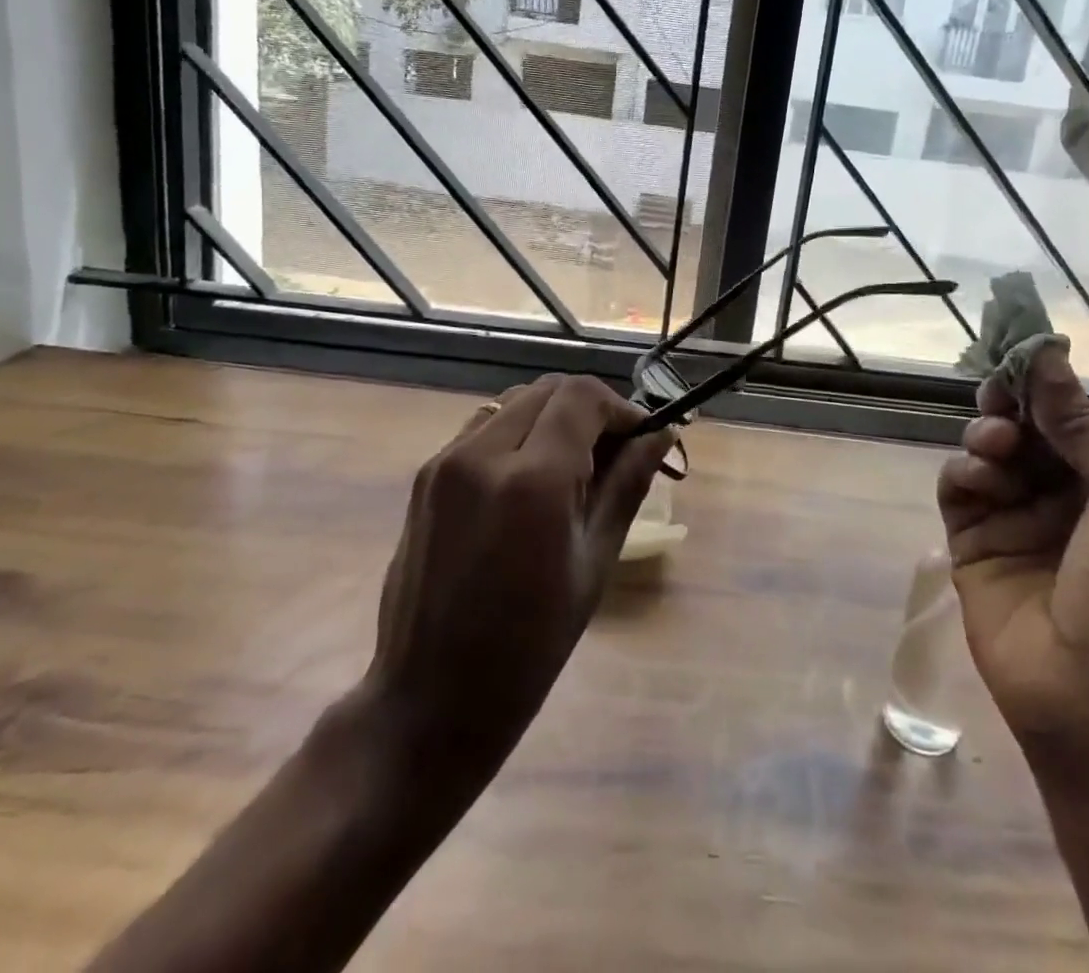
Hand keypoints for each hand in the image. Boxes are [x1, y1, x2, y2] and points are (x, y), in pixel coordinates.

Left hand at [362, 374, 673, 771]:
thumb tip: (663, 434)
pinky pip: (482, 427)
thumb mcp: (594, 562)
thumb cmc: (530, 645)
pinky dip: (517, 432)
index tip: (642, 437)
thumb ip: (628, 484)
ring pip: (515, 402)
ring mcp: (445, 461)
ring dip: (552, 417)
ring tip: (573, 467)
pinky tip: (528, 479)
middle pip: (548, 390)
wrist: (431, 699)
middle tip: (613, 455)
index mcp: (532, 480)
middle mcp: (482, 454)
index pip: (582, 397)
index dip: (621, 407)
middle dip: (590, 410)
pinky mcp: (425, 475)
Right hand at [937, 346, 1088, 763]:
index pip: (1070, 416)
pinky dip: (964, 471)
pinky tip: (980, 478)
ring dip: (988, 435)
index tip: (1016, 350)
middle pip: (1023, 427)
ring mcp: (1015, 519)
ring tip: (997, 447)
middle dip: (1010, 404)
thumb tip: (1046, 354)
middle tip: (1000, 396)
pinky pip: (958, 486)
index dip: (1043, 383)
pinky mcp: (972, 543)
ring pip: (986, 450)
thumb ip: (1082, 424)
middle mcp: (1063, 495)